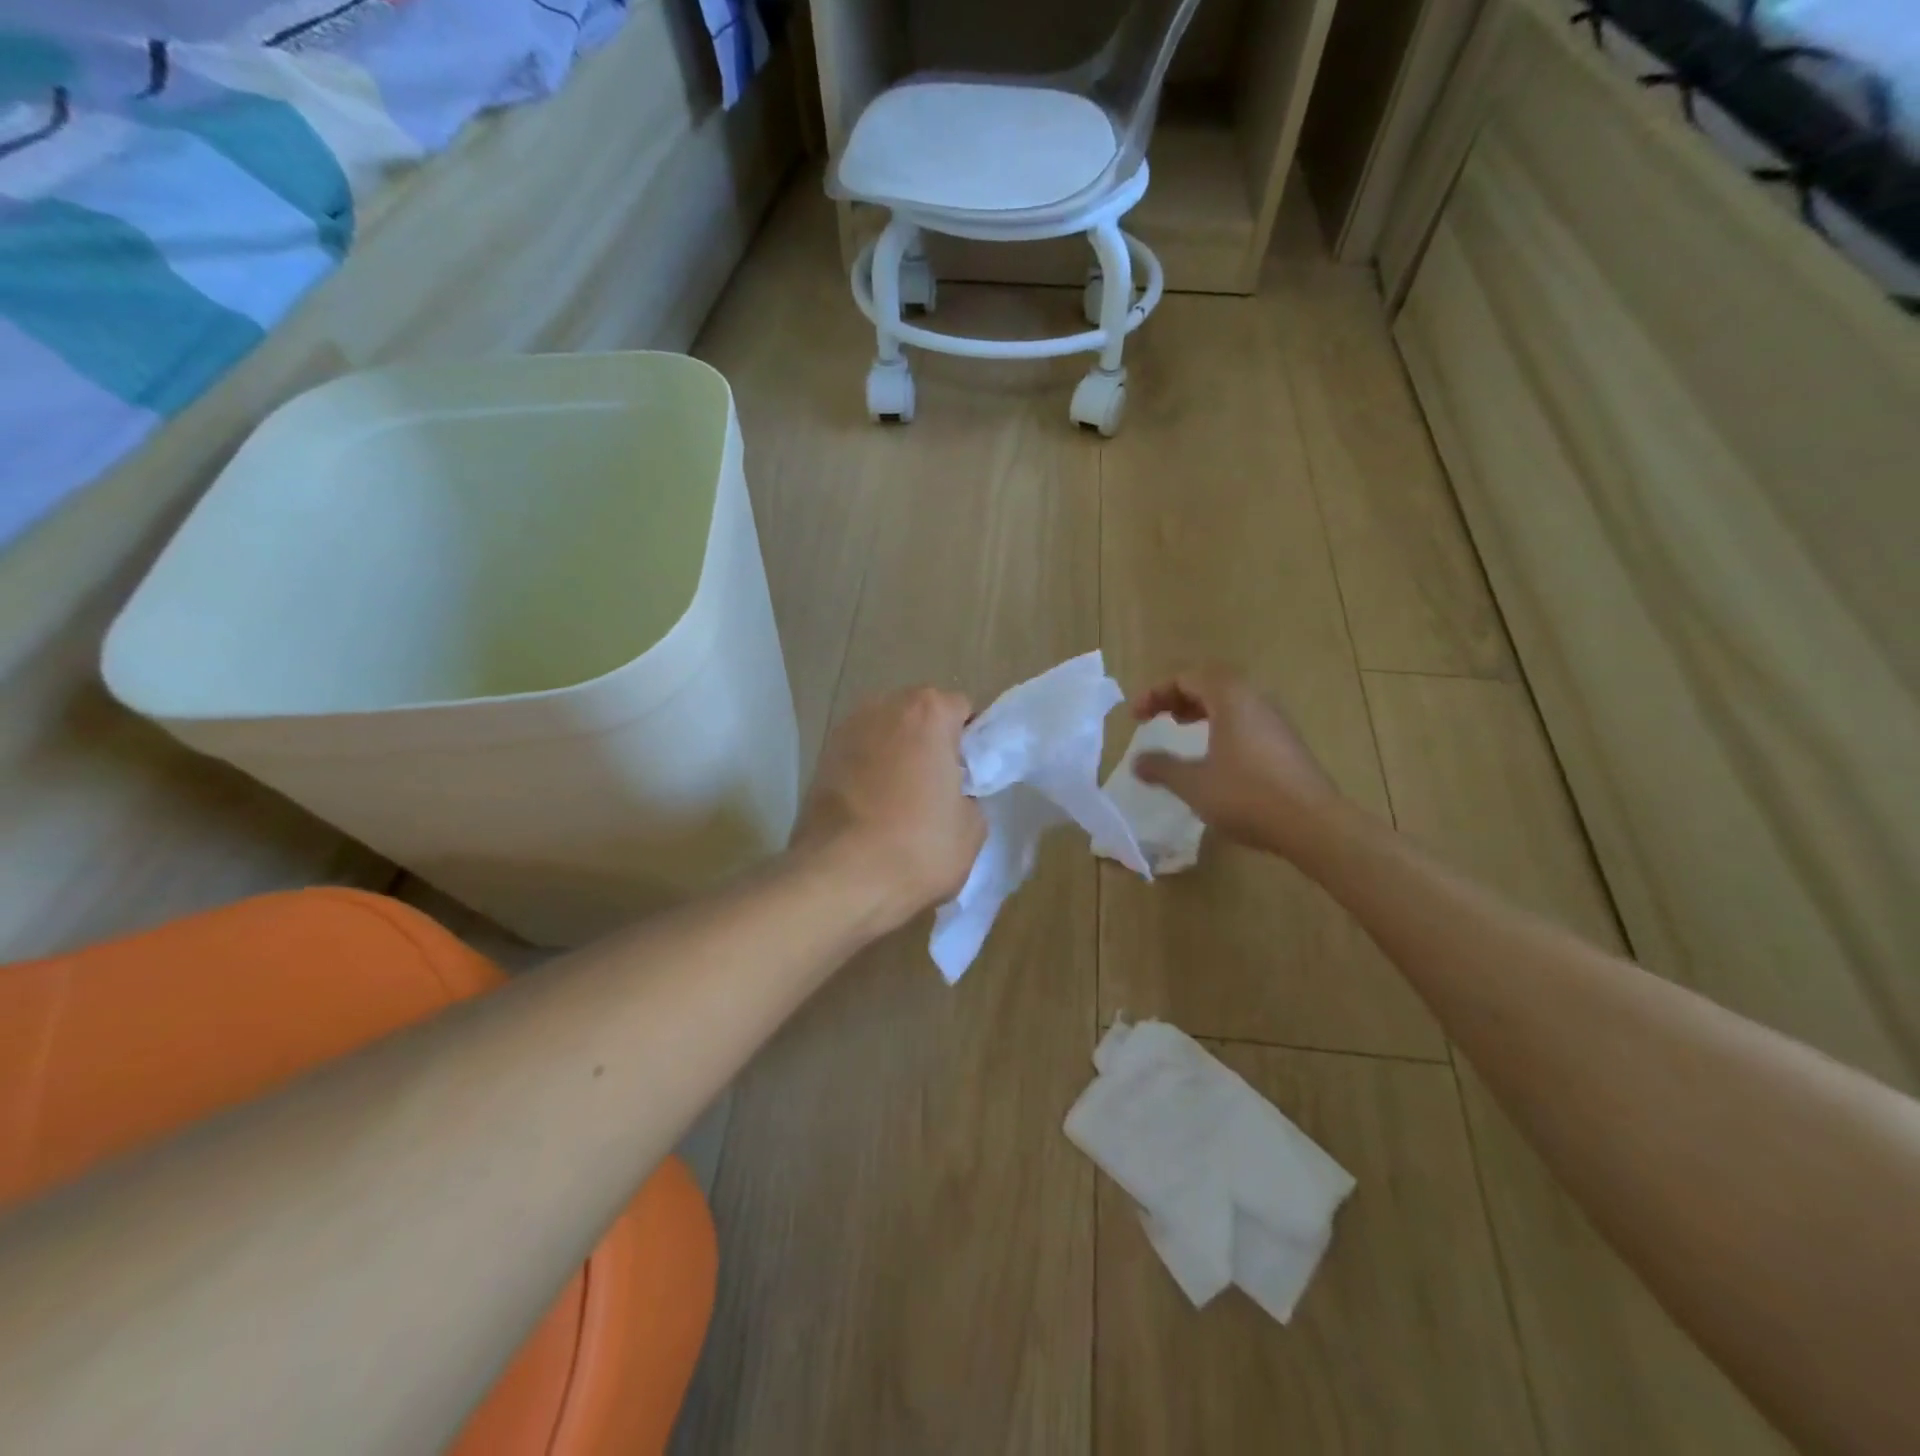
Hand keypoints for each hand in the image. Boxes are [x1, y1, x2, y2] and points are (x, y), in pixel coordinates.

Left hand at [794, 687, 985, 933]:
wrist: (839, 878)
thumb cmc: (917, 847)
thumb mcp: (972, 827)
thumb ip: (971, 793)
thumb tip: (954, 793)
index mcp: (928, 712)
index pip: (962, 709)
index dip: (971, 743)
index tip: (970, 776)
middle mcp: (883, 707)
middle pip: (920, 715)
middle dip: (932, 742)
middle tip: (940, 787)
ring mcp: (845, 730)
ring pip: (887, 733)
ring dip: (898, 754)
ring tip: (903, 800)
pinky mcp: (820, 758)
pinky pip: (860, 755)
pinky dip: (870, 771)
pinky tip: (874, 808)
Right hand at [1130, 667, 1343, 861]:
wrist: (1312, 824)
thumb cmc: (1246, 795)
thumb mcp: (1194, 783)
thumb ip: (1162, 768)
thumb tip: (1138, 761)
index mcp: (1230, 698)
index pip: (1187, 678)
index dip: (1156, 693)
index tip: (1135, 717)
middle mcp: (1255, 699)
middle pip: (1211, 682)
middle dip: (1179, 697)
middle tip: (1157, 717)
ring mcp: (1275, 720)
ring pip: (1231, 700)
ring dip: (1201, 709)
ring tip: (1181, 729)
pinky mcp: (1286, 742)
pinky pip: (1246, 718)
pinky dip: (1221, 724)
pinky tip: (1213, 753)